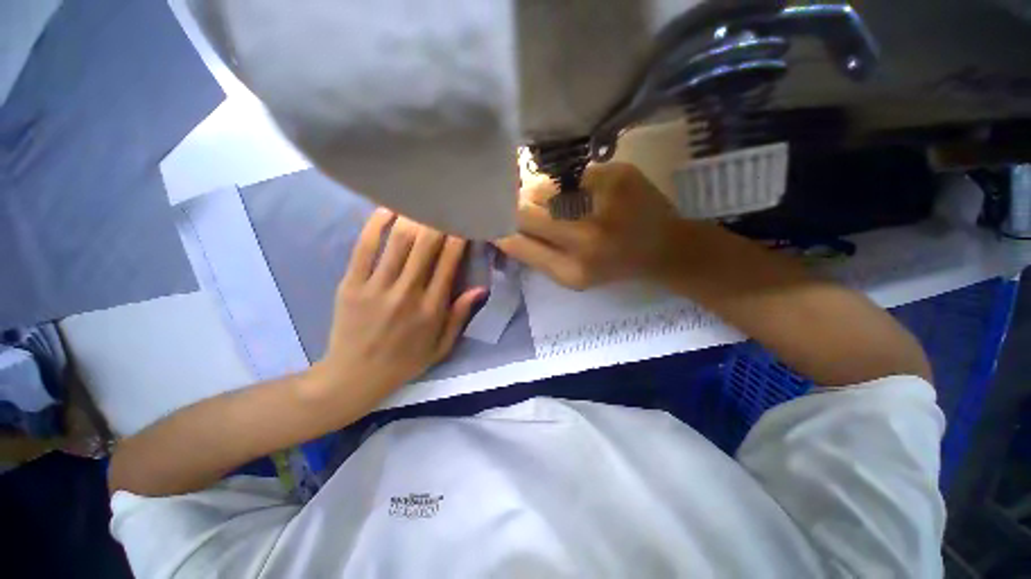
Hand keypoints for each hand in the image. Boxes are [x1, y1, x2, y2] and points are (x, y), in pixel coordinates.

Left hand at [310, 209, 485, 409]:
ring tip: (421, 202)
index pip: (448, 263)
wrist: (355, 376)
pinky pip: (365, 248)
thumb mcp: (441, 347)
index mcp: (431, 309)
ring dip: (412, 218)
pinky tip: (387, 210)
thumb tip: (479, 288)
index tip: (463, 222)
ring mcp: (377, 287)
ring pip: (399, 242)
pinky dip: (377, 225)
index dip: (457, 238)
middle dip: (437, 221)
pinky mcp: (351, 284)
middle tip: (444, 206)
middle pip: (425, 246)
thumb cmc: (405, 362)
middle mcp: (407, 293)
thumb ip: (459, 316)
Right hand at [497, 162, 680, 289]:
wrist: (666, 247)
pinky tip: (581, 193)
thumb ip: (535, 255)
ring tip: (558, 204)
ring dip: (541, 195)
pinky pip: (570, 175)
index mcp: (572, 270)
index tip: (492, 221)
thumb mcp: (572, 276)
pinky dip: (567, 184)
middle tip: (522, 207)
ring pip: (544, 188)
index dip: (500, 227)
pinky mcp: (617, 174)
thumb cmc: (614, 267)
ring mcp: (603, 201)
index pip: (516, 241)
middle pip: (526, 209)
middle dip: (517, 207)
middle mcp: (585, 237)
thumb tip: (502, 230)